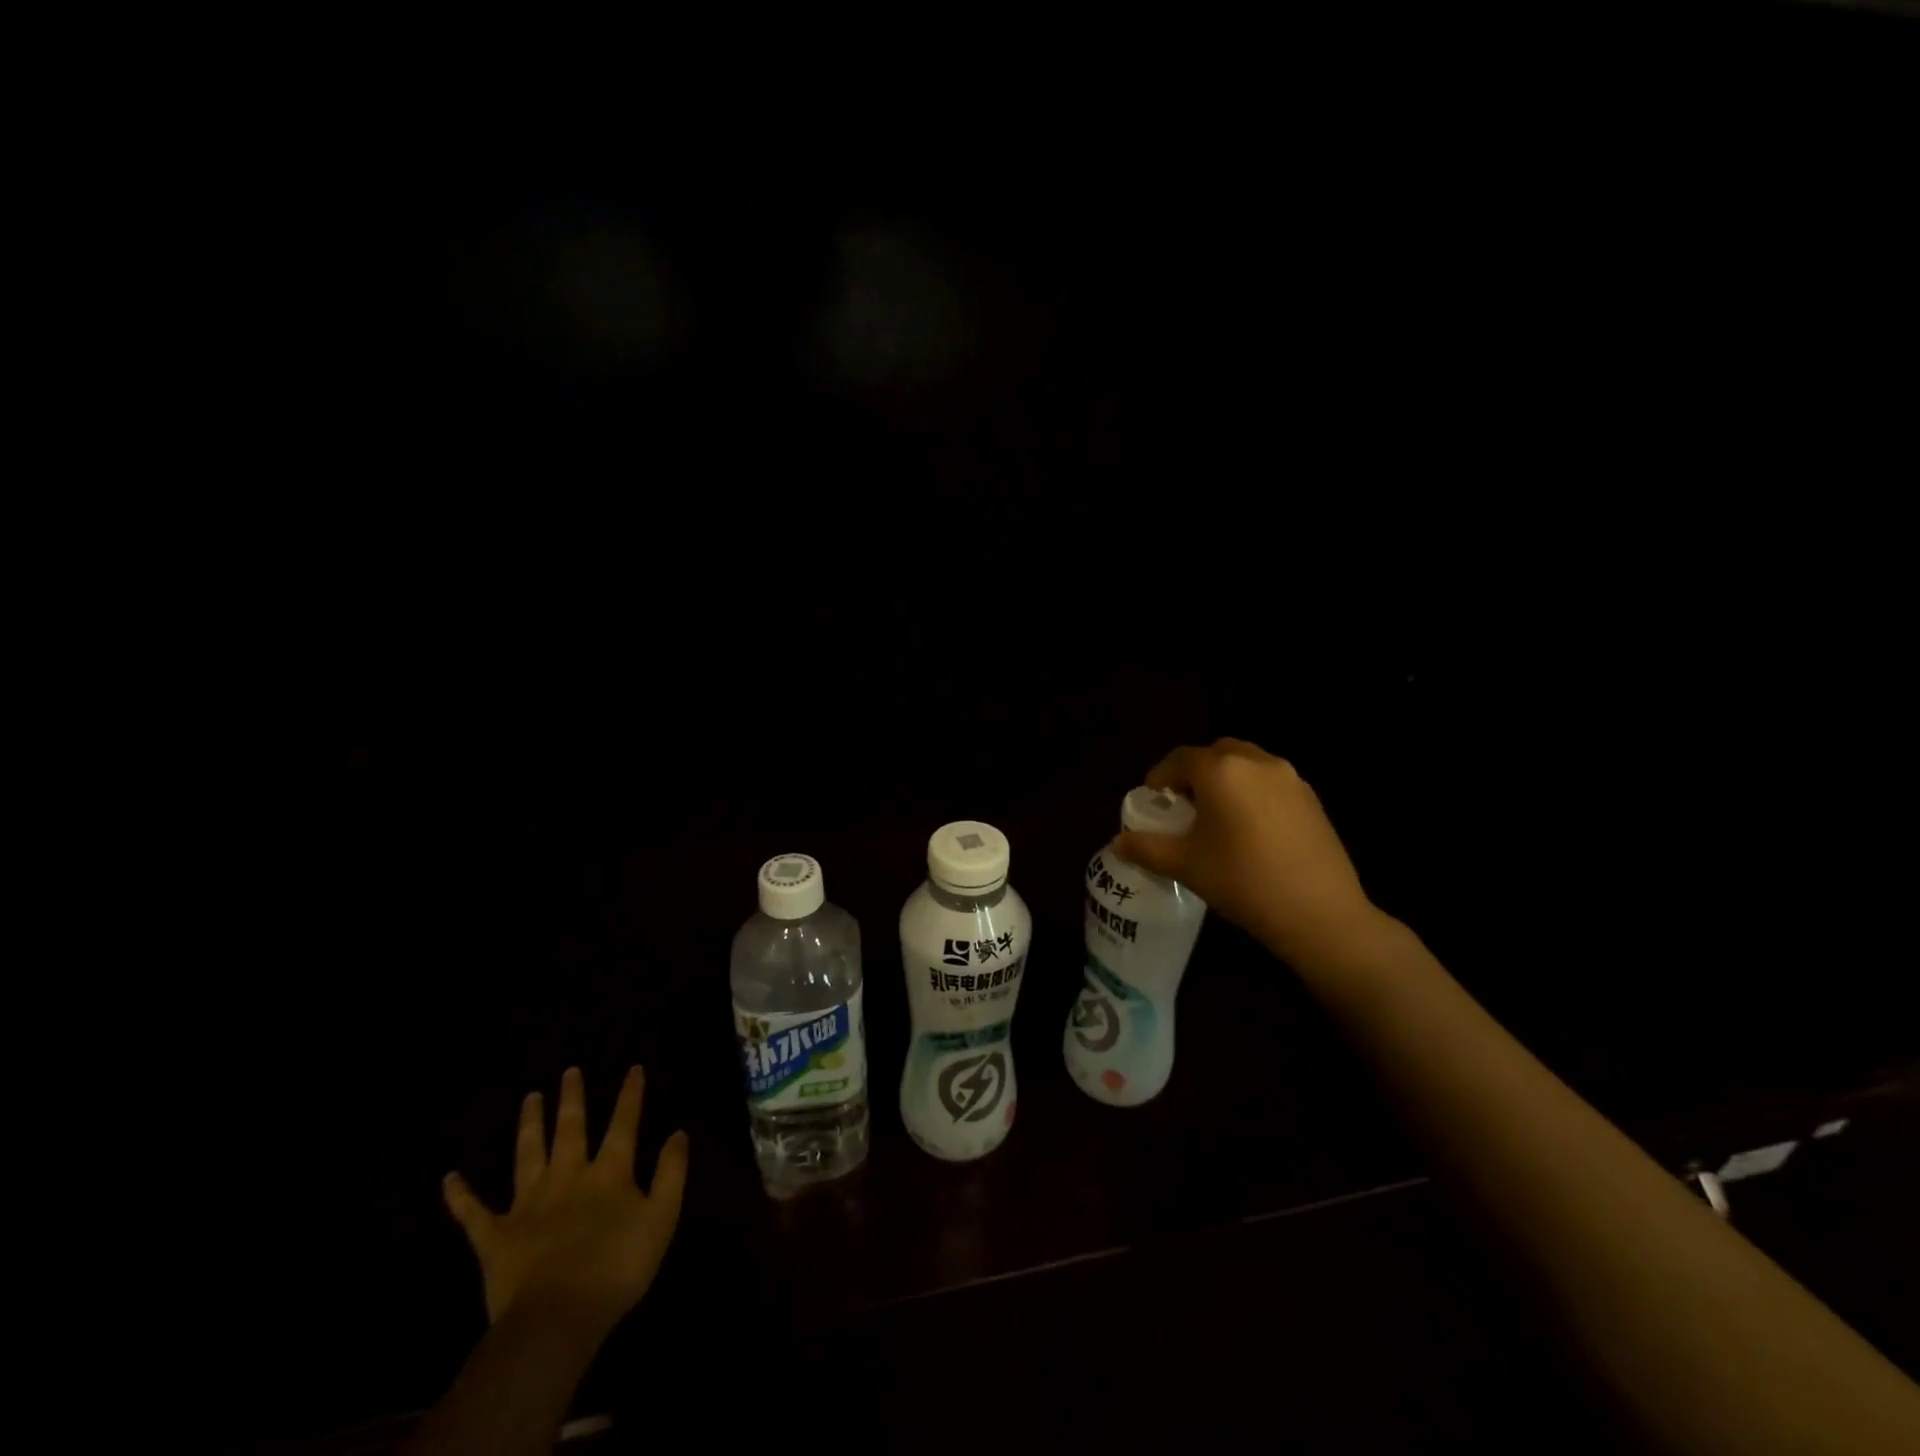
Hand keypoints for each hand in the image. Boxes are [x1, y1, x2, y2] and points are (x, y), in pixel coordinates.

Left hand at [443, 1066, 688, 1332]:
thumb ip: (671, 1173)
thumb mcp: (661, 1218)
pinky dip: (461, 1196)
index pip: (623, 1124)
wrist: (556, 1319)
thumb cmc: (617, 1268)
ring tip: (530, 1098)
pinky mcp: (495, 1237)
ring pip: (528, 1155)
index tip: (633, 1068)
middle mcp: (568, 1177)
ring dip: (529, 1125)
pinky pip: (473, 1213)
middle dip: (572, 1099)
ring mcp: (528, 1205)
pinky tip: (450, 1178)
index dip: (630, 1095)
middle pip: (571, 1129)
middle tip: (569, 1071)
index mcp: (609, 1173)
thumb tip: (678, 1132)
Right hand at [1114, 738, 1390, 967]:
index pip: (1180, 759)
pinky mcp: (1312, 799)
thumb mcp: (1185, 866)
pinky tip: (1250, 830)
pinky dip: (1252, 792)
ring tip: (1216, 817)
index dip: (1160, 776)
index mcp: (1221, 770)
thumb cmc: (1242, 881)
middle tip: (1183, 804)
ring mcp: (1290, 779)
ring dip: (1226, 779)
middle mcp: (1257, 762)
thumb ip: (1146, 848)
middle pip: (1216, 753)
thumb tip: (1117, 843)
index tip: (1152, 799)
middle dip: (1194, 772)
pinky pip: (1271, 783)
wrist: (1320, 914)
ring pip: (1247, 765)